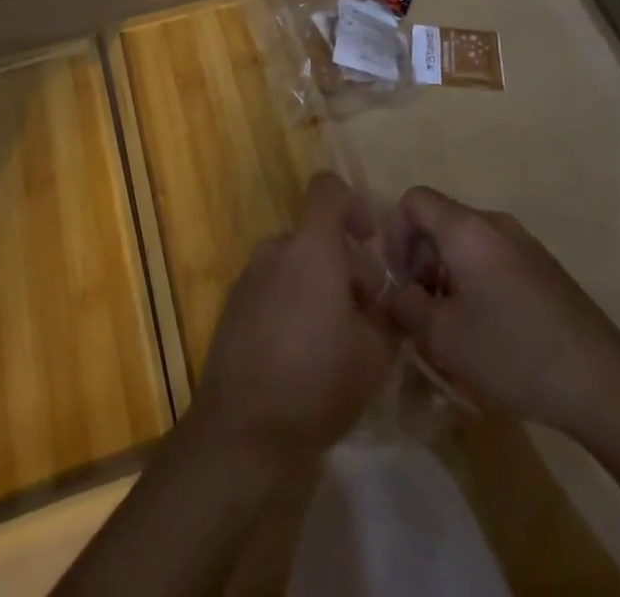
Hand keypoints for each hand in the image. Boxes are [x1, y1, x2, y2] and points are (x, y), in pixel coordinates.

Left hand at [188, 173, 395, 464]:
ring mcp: (249, 278)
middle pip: (316, 236)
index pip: (327, 189)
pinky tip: (303, 355)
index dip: (353, 204)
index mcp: (311, 247)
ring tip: (337, 340)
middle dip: (345, 265)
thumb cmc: (317, 381)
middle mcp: (276, 250)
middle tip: (367, 316)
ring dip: (319, 287)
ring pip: (294, 264)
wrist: (243, 430)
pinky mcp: (233, 308)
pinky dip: (292, 304)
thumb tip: (384, 305)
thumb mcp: (375, 354)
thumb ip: (387, 317)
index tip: (370, 241)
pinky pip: (272, 289)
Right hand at [382, 186, 619, 439]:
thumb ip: (407, 307)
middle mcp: (495, 223)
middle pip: (440, 219)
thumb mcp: (444, 338)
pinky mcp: (544, 267)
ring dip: (446, 271)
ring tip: (450, 322)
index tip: (398, 279)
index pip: (414, 200)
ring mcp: (524, 242)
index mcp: (467, 229)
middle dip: (420, 257)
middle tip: (419, 305)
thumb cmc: (514, 353)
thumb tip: (397, 293)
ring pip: (467, 241)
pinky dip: (474, 278)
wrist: (603, 383)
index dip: (394, 233)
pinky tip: (486, 328)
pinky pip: (493, 256)